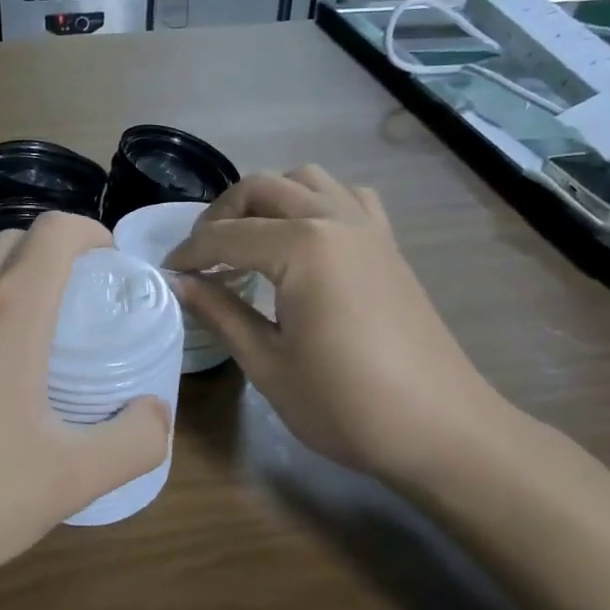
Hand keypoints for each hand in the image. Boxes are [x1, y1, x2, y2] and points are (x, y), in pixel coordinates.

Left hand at [0, 212, 171, 589]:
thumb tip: (155, 415)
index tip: (115, 265)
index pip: (55, 232)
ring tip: (40, 354)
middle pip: (14, 243)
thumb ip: (130, 443)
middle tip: (84, 307)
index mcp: (9, 312)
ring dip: (14, 293)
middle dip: (55, 256)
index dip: (92, 233)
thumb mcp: (66, 479)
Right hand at [165, 167, 517, 483]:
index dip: (189, 253)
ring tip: (247, 240)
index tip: (166, 274)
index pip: (227, 235)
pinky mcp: (388, 244)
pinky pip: (347, 198)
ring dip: (267, 199)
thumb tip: (179, 284)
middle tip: (200, 256)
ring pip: (306, 180)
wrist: (442, 429)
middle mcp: (335, 219)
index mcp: (303, 246)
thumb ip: (220, 312)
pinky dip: (316, 202)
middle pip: (262, 188)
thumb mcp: (268, 364)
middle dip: (220, 215)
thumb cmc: (346, 404)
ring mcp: (368, 227)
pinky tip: (306, 240)